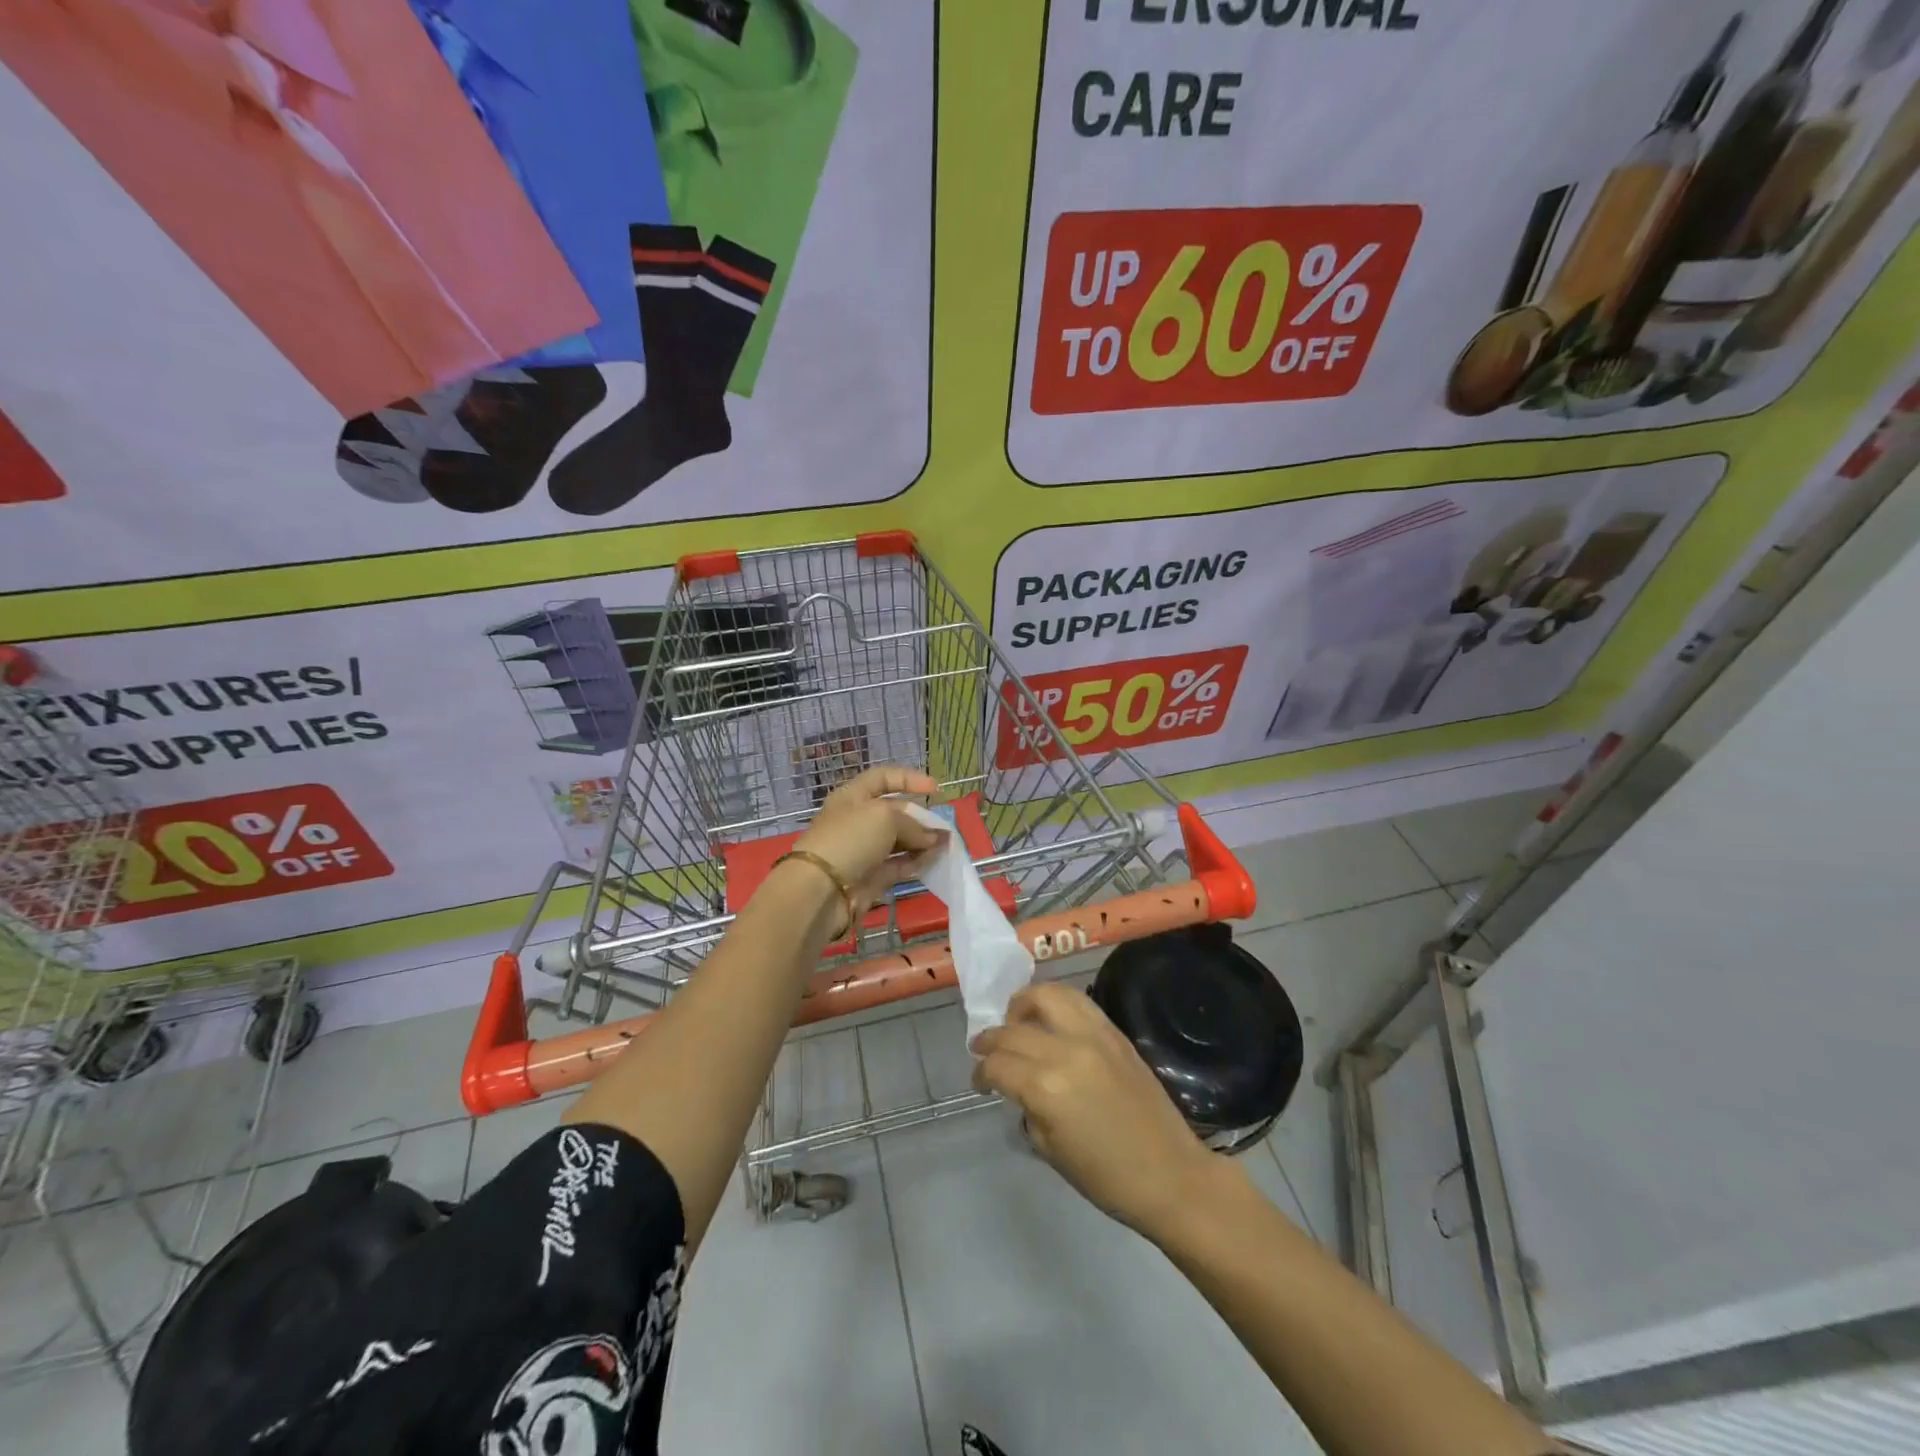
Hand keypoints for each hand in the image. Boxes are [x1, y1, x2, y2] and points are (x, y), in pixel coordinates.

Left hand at [792, 765, 946, 922]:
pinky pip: (899, 864)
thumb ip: (914, 824)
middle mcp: (858, 820)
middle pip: (894, 811)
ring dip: (922, 841)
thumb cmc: (850, 839)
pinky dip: (916, 861)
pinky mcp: (871, 876)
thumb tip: (935, 838)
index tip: (934, 788)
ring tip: (945, 844)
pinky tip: (934, 860)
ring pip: (899, 840)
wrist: (822, 890)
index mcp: (853, 796)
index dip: (909, 778)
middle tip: (942, 825)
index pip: (883, 778)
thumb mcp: (885, 817)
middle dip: (920, 816)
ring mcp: (864, 849)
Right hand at [971, 982, 1221, 1237]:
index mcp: (1046, 1088)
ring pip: (1046, 995)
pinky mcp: (1114, 1032)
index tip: (979, 1082)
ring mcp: (1093, 1035)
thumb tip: (1018, 1087)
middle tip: (983, 1049)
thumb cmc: (1106, 1177)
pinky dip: (1055, 1002)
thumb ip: (1027, 1108)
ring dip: (1022, 1004)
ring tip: (1015, 1019)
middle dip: (991, 1039)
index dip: (980, 1073)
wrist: (1170, 1174)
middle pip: (1014, 1030)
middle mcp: (1066, 1050)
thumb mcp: (1050, 1150)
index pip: (998, 1065)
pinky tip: (1048, 1018)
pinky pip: (1077, 1001)